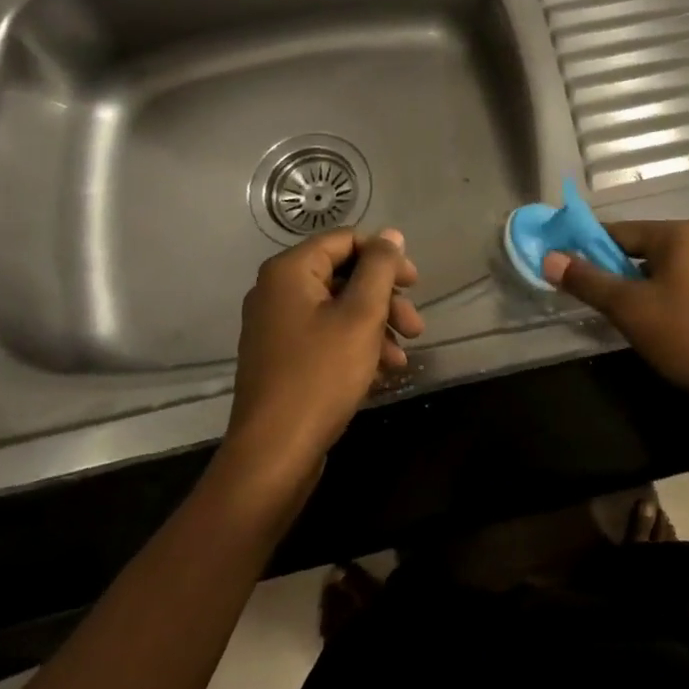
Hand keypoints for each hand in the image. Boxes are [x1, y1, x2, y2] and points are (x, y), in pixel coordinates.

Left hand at [226, 228, 422, 474]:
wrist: (274, 454)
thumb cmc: (321, 375)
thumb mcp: (361, 315)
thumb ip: (379, 268)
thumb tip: (391, 234)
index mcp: (289, 271)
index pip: (346, 240)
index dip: (385, 257)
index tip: (415, 284)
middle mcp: (277, 290)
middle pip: (344, 275)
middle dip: (385, 299)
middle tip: (415, 326)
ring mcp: (276, 326)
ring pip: (338, 309)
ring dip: (376, 326)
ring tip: (402, 357)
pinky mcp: (282, 357)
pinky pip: (325, 335)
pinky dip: (356, 345)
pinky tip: (382, 371)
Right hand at [544, 219, 688, 411]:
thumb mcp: (630, 309)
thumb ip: (588, 281)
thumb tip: (548, 258)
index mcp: (676, 233)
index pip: (617, 230)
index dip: (585, 248)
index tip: (563, 269)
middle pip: (637, 248)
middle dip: (610, 272)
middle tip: (590, 301)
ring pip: (656, 269)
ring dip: (633, 288)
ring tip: (619, 317)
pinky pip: (676, 283)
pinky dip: (656, 297)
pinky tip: (651, 325)